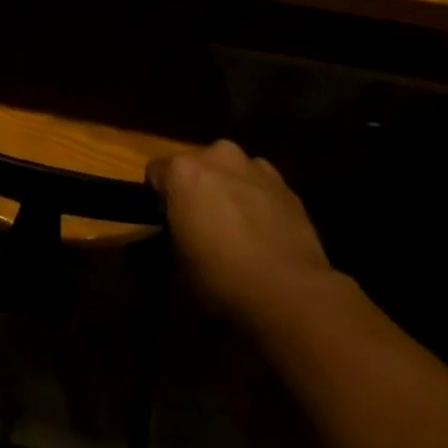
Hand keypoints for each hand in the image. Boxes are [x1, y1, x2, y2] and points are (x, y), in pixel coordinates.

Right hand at [148, 141, 338, 326]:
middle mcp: (216, 155)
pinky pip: (258, 183)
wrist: (291, 292)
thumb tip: (178, 232)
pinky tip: (263, 229)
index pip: (156, 173)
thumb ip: (173, 235)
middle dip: (196, 188)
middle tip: (201, 224)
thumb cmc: (223, 279)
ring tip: (236, 226)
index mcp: (183, 170)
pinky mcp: (284, 183)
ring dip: (227, 188)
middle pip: (195, 166)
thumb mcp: (179, 265)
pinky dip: (256, 197)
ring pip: (229, 170)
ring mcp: (254, 165)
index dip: (158, 198)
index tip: (166, 222)